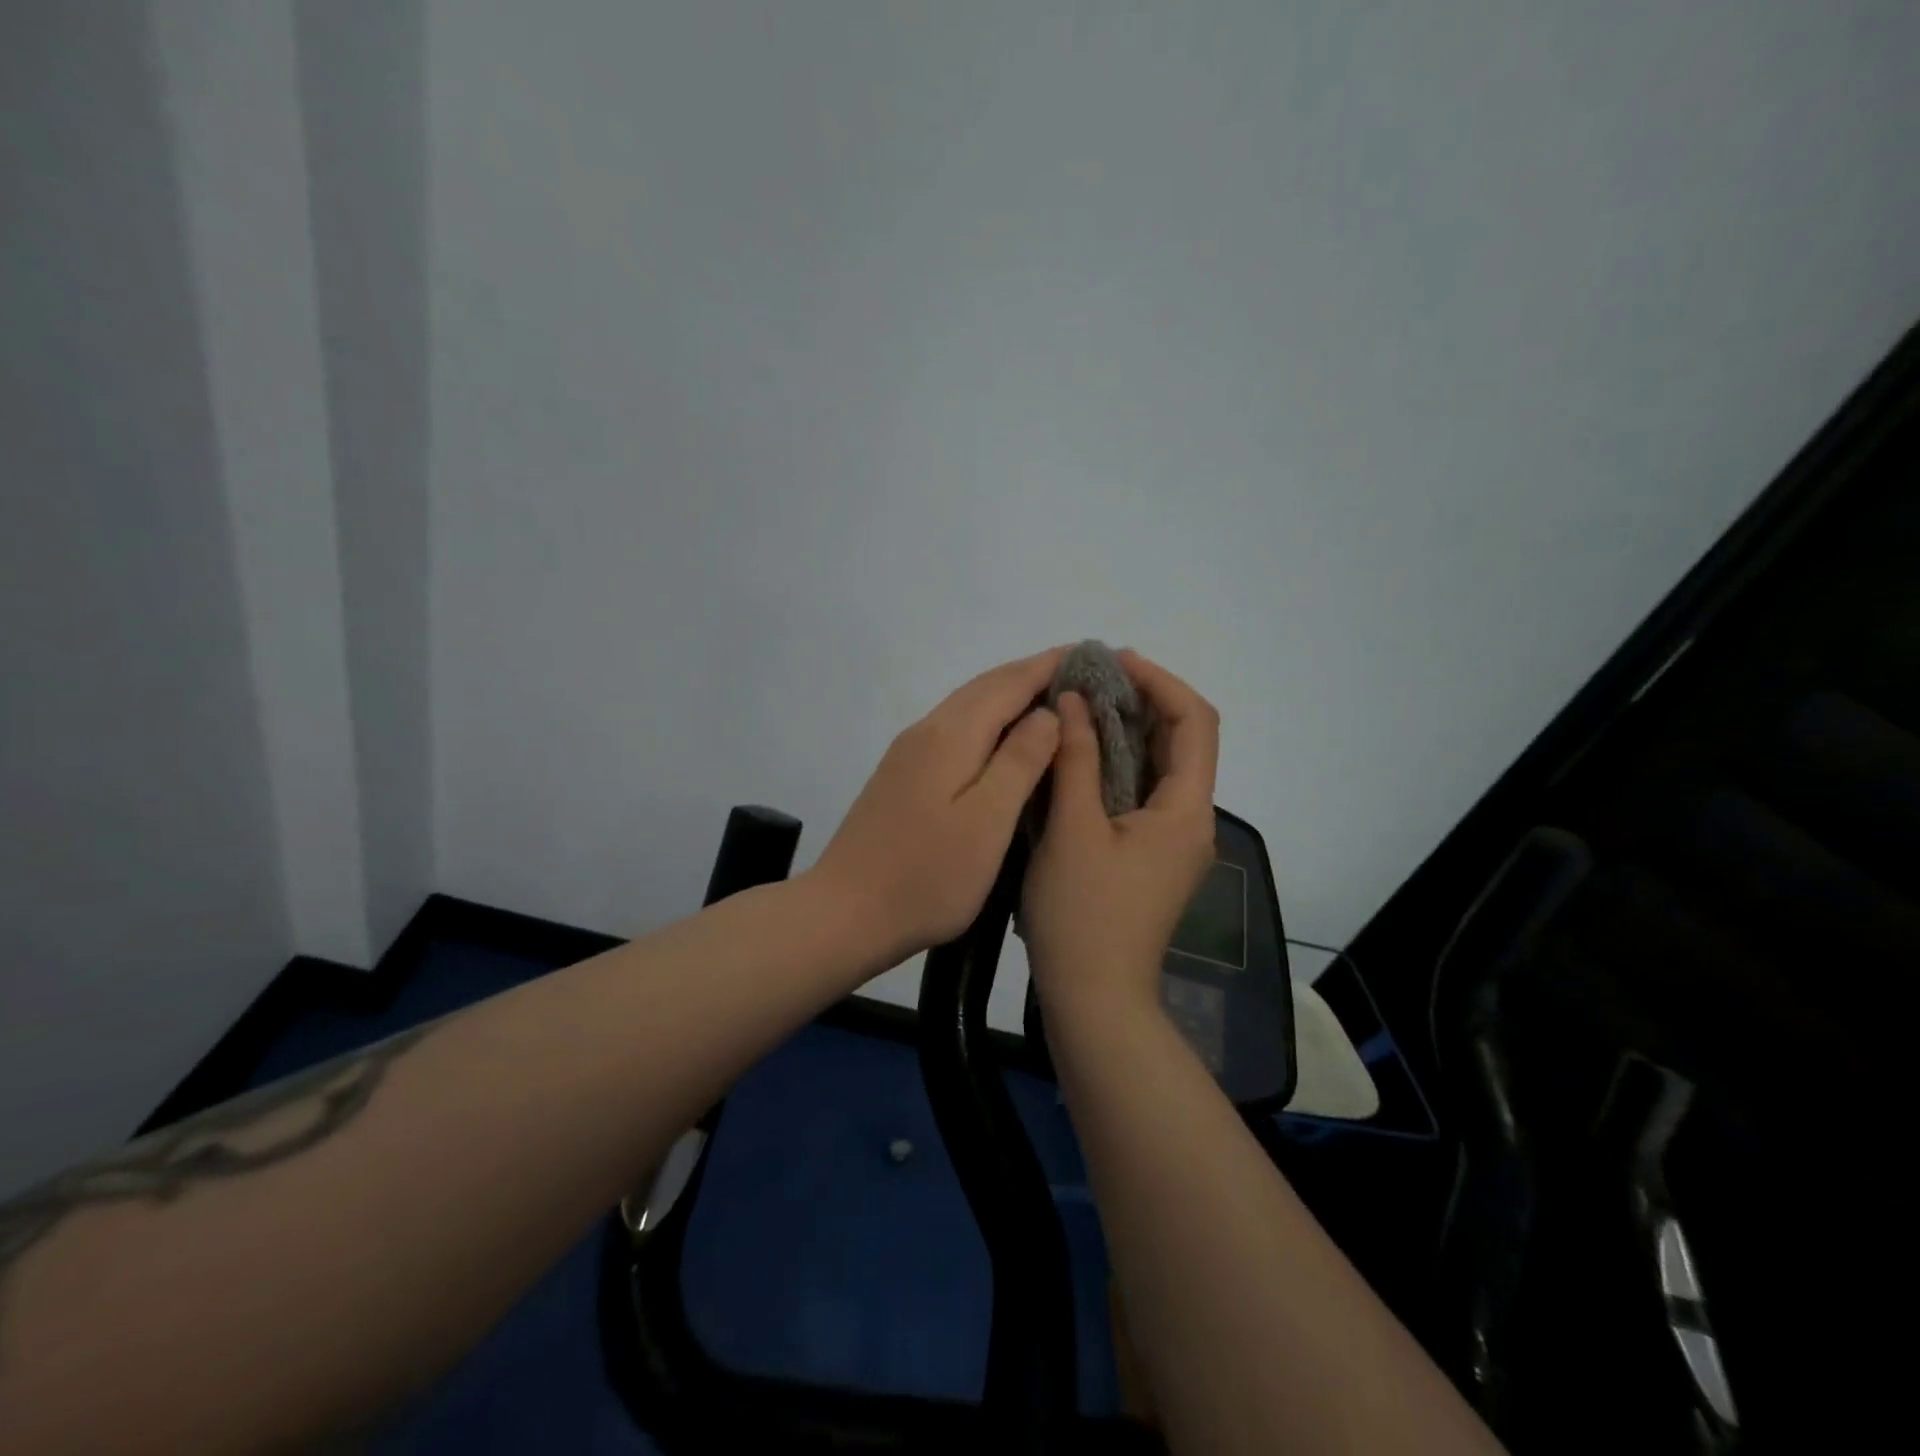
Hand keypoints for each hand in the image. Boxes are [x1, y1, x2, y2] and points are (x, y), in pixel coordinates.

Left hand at [812, 647, 1064, 965]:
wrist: (844, 913)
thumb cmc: (927, 875)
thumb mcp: (987, 822)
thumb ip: (1020, 762)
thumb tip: (1047, 712)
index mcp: (951, 736)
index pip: (1009, 683)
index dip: (1051, 665)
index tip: (1092, 653)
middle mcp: (926, 731)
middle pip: (985, 686)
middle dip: (1032, 672)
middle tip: (1080, 673)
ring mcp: (908, 753)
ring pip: (967, 705)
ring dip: (1009, 693)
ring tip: (1051, 698)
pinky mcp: (901, 776)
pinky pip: (955, 728)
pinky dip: (988, 719)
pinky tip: (1003, 740)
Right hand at [1023, 650, 1219, 1020]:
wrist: (1095, 998)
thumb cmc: (1083, 915)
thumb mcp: (1072, 830)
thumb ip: (1077, 760)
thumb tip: (1077, 703)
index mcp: (1186, 811)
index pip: (1195, 722)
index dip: (1160, 681)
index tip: (1115, 661)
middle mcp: (1192, 820)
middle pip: (1183, 741)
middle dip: (1143, 701)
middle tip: (1091, 679)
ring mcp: (1174, 841)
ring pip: (1161, 767)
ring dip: (1128, 731)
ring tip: (1082, 705)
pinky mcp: (1152, 856)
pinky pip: (1143, 793)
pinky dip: (1118, 764)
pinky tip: (1081, 755)